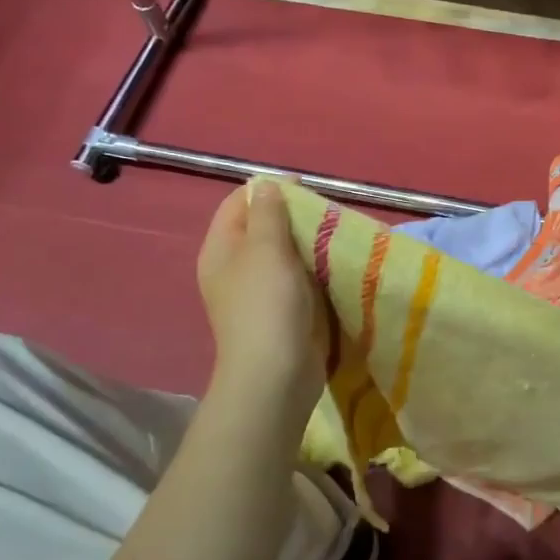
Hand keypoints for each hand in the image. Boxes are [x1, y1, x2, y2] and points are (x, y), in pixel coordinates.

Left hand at [196, 181, 324, 416]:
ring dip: (310, 245)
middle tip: (329, 214)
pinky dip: (318, 271)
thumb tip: (268, 185)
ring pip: (286, 256)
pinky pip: (301, 281)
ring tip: (339, 237)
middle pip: (264, 228)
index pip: (239, 203)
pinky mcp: (284, 313)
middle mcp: (236, 268)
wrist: (276, 374)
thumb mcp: (266, 250)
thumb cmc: (266, 305)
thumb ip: (268, 214)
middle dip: (295, 217)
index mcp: (221, 249)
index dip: (269, 190)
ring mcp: (260, 293)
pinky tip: (338, 267)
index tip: (307, 188)